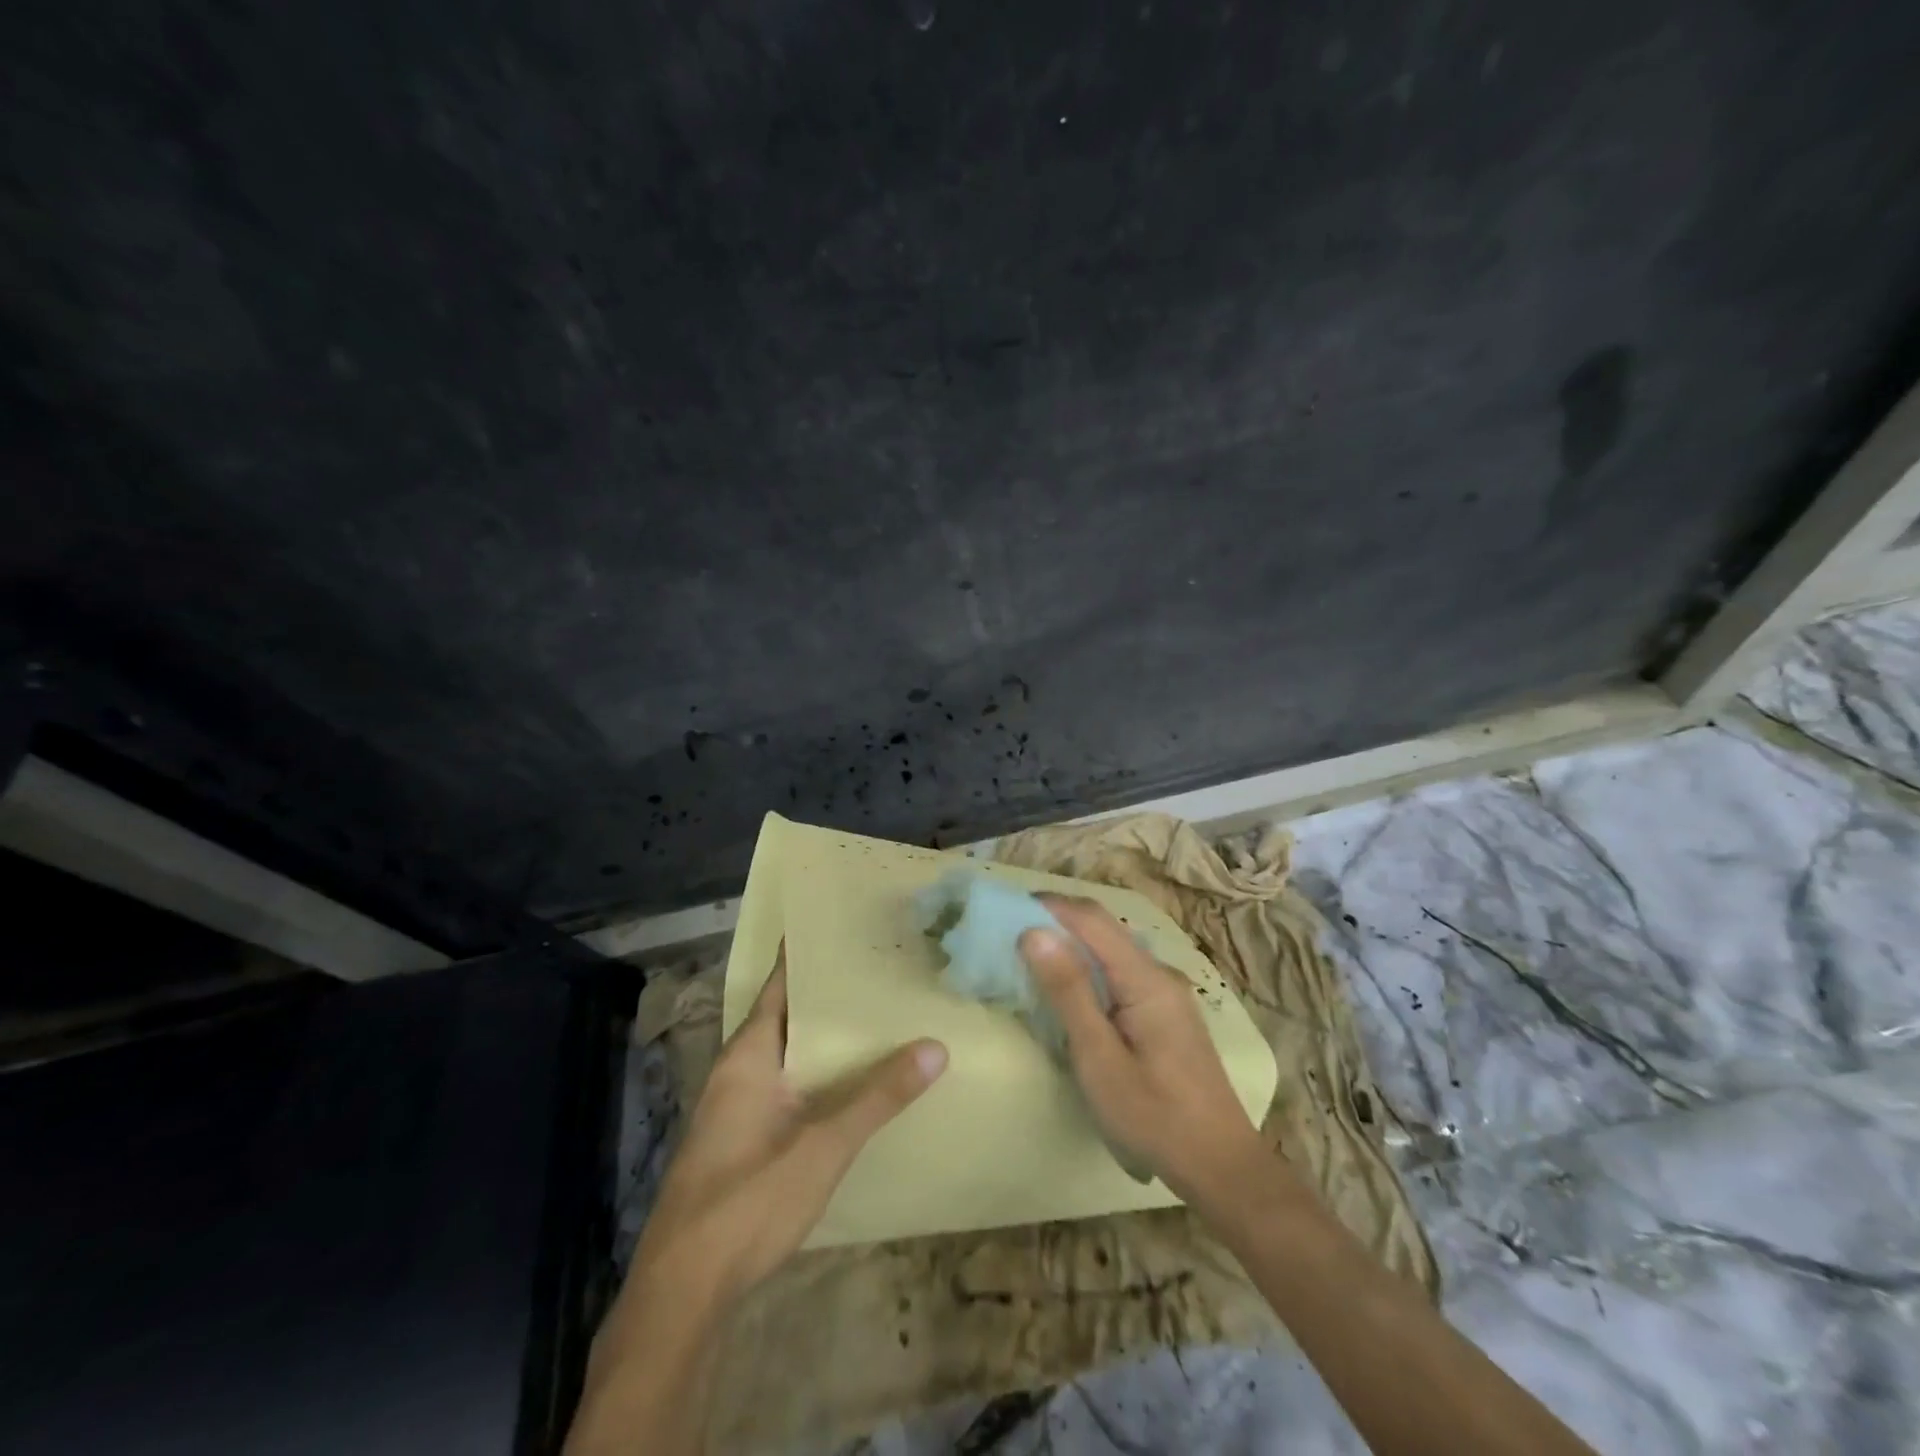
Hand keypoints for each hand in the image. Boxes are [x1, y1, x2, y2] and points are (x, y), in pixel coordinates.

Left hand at [629, 954, 947, 1305]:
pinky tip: (849, 1085)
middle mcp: (737, 1071)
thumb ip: (878, 1097)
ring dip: (824, 1039)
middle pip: (786, 1017)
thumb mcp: (823, 1145)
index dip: (807, 956)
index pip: (779, 986)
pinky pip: (786, 1087)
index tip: (844, 928)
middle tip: (880, 972)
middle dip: (828, 997)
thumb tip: (935, 1047)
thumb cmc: (749, 1200)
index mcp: (748, 1055)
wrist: (683, 1291)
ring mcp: (736, 1108)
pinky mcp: (741, 1140)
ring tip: (876, 1019)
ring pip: (787, 1055)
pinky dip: (817, 1074)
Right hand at [1020, 896, 1265, 1198]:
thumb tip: (1034, 933)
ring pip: (1112, 950)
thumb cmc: (1154, 1116)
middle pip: (1104, 928)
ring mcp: (1167, 992)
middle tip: (1011, 934)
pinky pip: (1122, 972)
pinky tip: (1071, 991)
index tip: (1006, 910)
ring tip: (1032, 958)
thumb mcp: (1099, 1058)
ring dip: (1072, 945)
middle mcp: (1160, 973)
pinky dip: (1089, 969)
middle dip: (1057, 921)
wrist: (1221, 1165)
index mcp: (1146, 978)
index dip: (1049, 906)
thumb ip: (1068, 992)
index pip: (1092, 919)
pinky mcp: (1166, 1011)